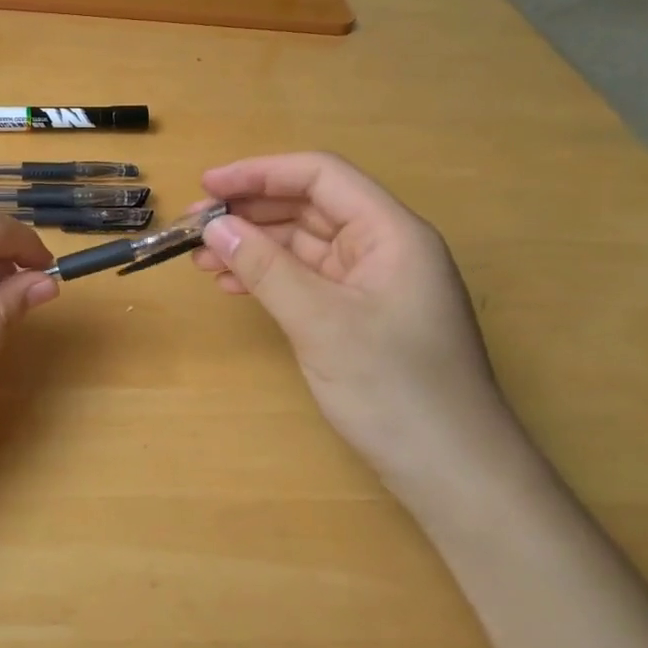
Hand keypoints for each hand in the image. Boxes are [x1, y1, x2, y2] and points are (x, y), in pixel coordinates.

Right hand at [193, 153, 532, 506]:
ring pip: (303, 245)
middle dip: (251, 212)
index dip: (260, 172)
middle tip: (194, 227)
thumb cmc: (395, 389)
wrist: (453, 475)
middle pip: (309, 207)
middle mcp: (383, 247)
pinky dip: (268, 277)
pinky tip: (233, 285)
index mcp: (390, 232)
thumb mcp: (321, 322)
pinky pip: (307, 279)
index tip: (207, 185)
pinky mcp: (360, 315)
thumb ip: (264, 268)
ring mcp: (372, 283)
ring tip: (202, 259)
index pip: (321, 176)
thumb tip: (213, 226)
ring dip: (253, 246)